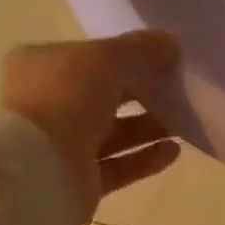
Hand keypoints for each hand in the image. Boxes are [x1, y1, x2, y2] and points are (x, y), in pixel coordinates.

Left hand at [1, 31, 183, 223]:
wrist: (41, 171)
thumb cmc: (65, 100)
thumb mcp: (106, 59)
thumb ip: (141, 49)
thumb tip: (172, 43)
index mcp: (41, 66)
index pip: (89, 57)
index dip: (125, 55)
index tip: (163, 59)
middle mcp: (49, 105)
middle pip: (103, 96)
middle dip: (141, 93)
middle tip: (177, 91)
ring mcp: (63, 146)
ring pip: (112, 133)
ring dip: (147, 127)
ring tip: (183, 122)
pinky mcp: (80, 181)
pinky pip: (118, 166)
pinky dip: (144, 158)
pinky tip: (173, 150)